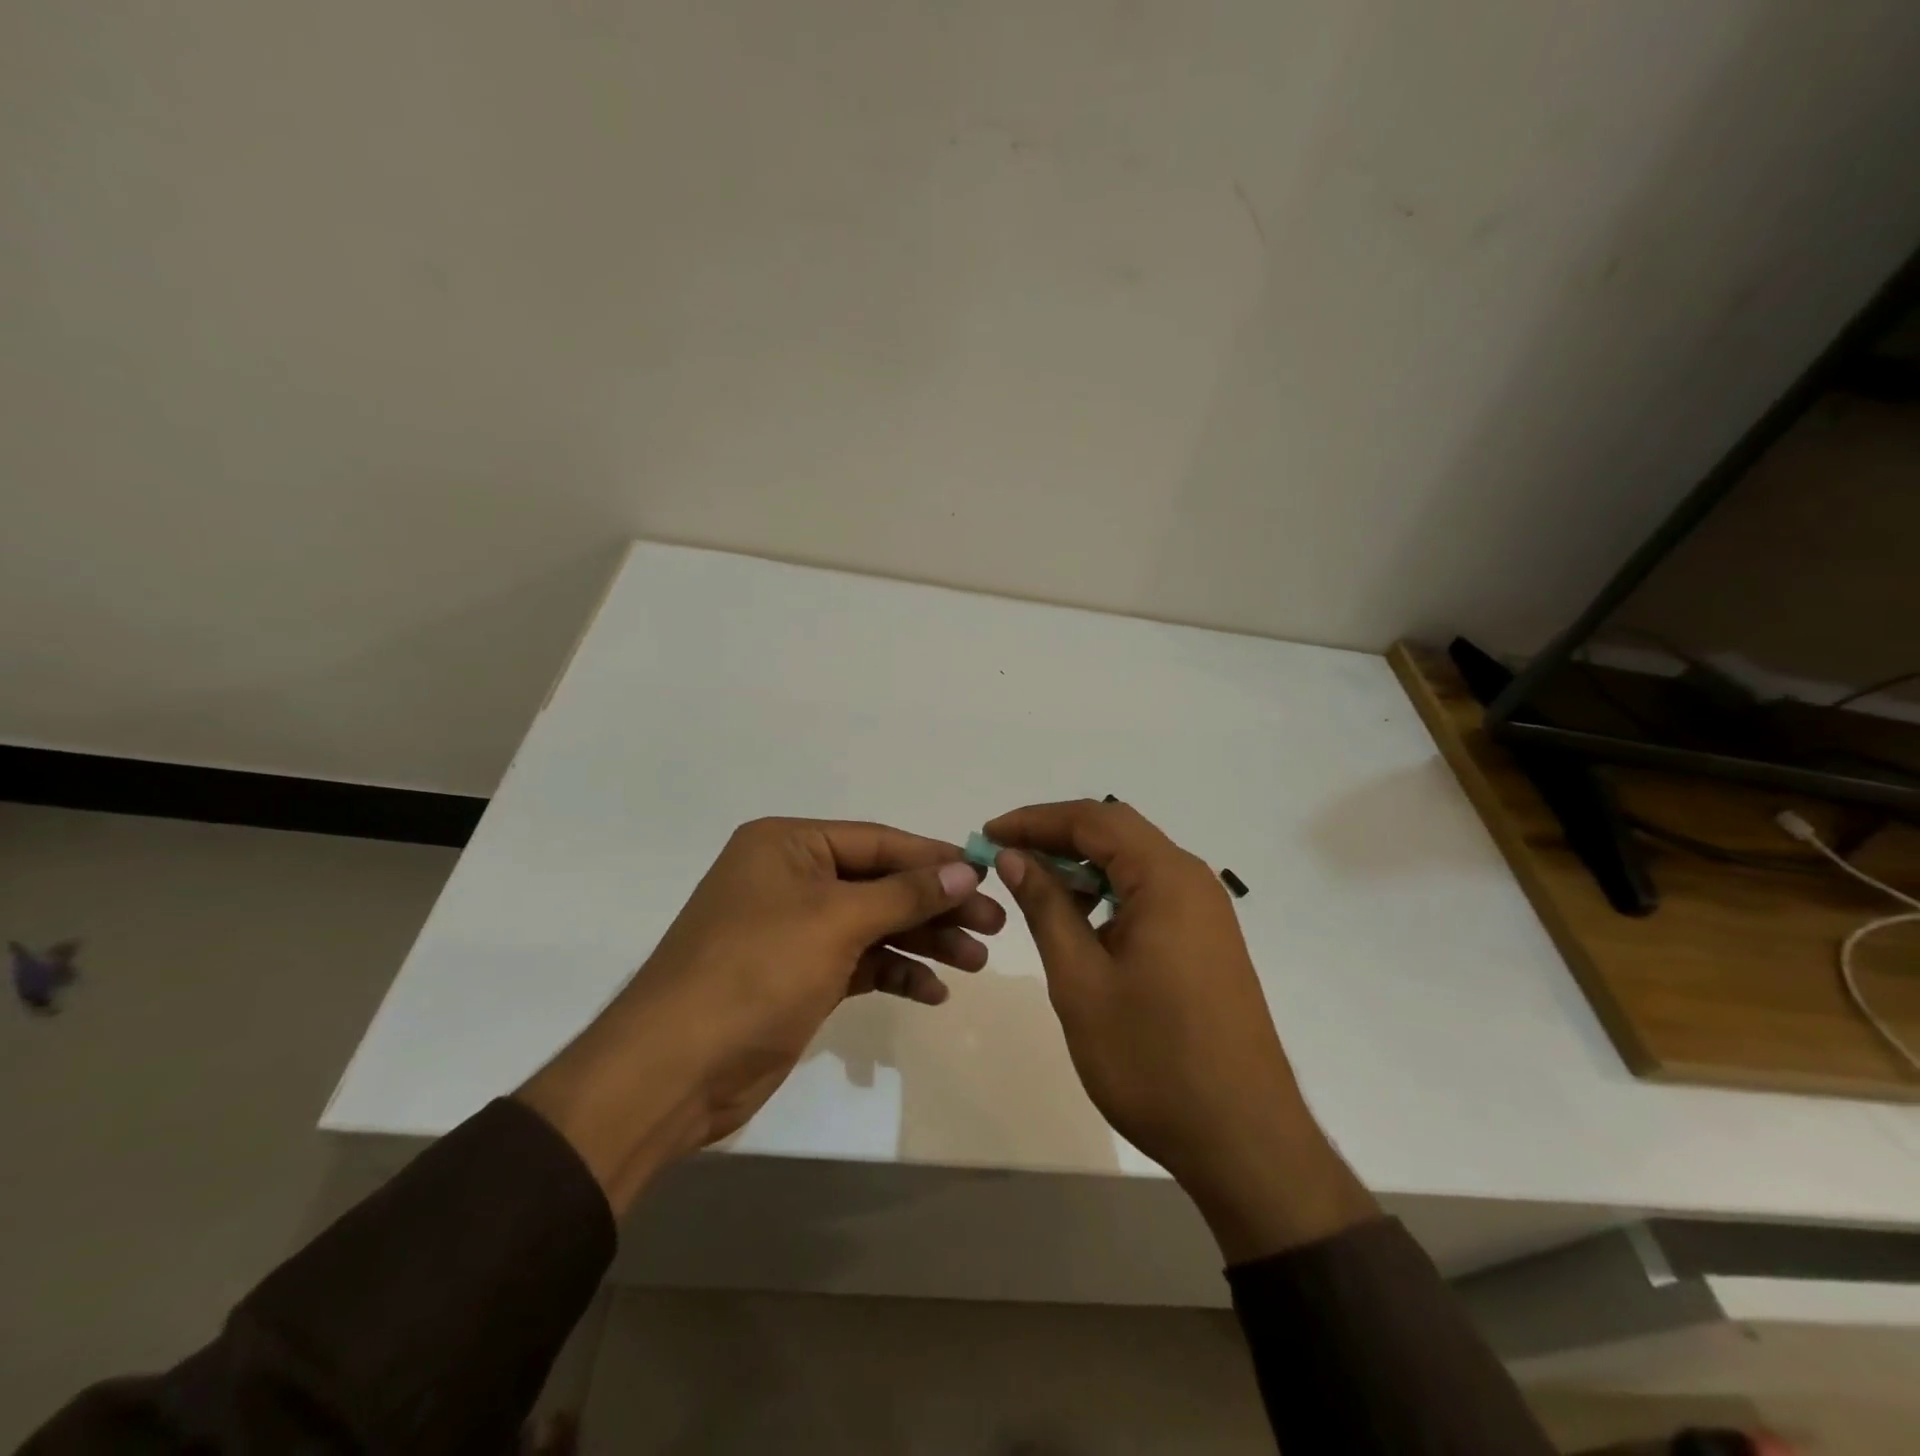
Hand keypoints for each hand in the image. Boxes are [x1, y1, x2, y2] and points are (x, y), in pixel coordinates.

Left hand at [519, 818, 1001, 1211]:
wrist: (675, 1069)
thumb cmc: (756, 971)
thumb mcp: (836, 921)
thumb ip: (904, 893)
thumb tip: (965, 869)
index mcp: (788, 845)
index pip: (878, 842)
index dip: (934, 859)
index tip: (988, 876)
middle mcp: (791, 879)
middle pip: (881, 884)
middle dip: (936, 906)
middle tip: (994, 927)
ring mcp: (794, 930)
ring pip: (875, 925)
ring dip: (923, 942)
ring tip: (976, 962)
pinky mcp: (799, 976)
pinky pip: (860, 963)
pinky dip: (895, 974)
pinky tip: (933, 993)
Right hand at [986, 799, 1377, 1260]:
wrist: (1243, 1140)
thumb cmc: (1152, 1059)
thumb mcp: (1081, 980)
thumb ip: (1047, 908)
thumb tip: (1015, 856)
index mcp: (1166, 879)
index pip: (1093, 819)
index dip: (1036, 820)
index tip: (989, 834)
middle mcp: (1193, 881)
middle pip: (1117, 832)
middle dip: (1057, 836)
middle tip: (1005, 856)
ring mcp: (1206, 912)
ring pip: (1134, 863)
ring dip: (1083, 865)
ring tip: (1033, 886)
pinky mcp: (1208, 941)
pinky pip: (1151, 893)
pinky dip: (1109, 892)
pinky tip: (1080, 919)